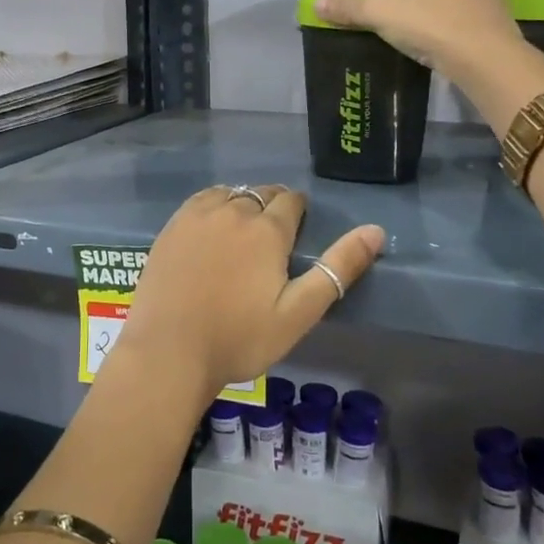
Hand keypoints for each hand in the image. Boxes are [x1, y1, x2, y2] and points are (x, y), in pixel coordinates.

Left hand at [114, 185, 384, 405]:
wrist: (168, 350)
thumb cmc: (239, 338)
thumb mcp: (298, 312)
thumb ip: (337, 269)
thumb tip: (375, 230)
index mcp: (267, 230)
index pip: (291, 201)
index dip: (299, 212)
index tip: (298, 230)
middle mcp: (233, 211)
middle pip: (262, 193)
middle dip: (273, 206)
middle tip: (273, 237)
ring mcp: (198, 215)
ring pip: (231, 193)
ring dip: (243, 203)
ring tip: (244, 231)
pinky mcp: (172, 225)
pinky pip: (202, 200)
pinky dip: (214, 205)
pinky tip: (212, 227)